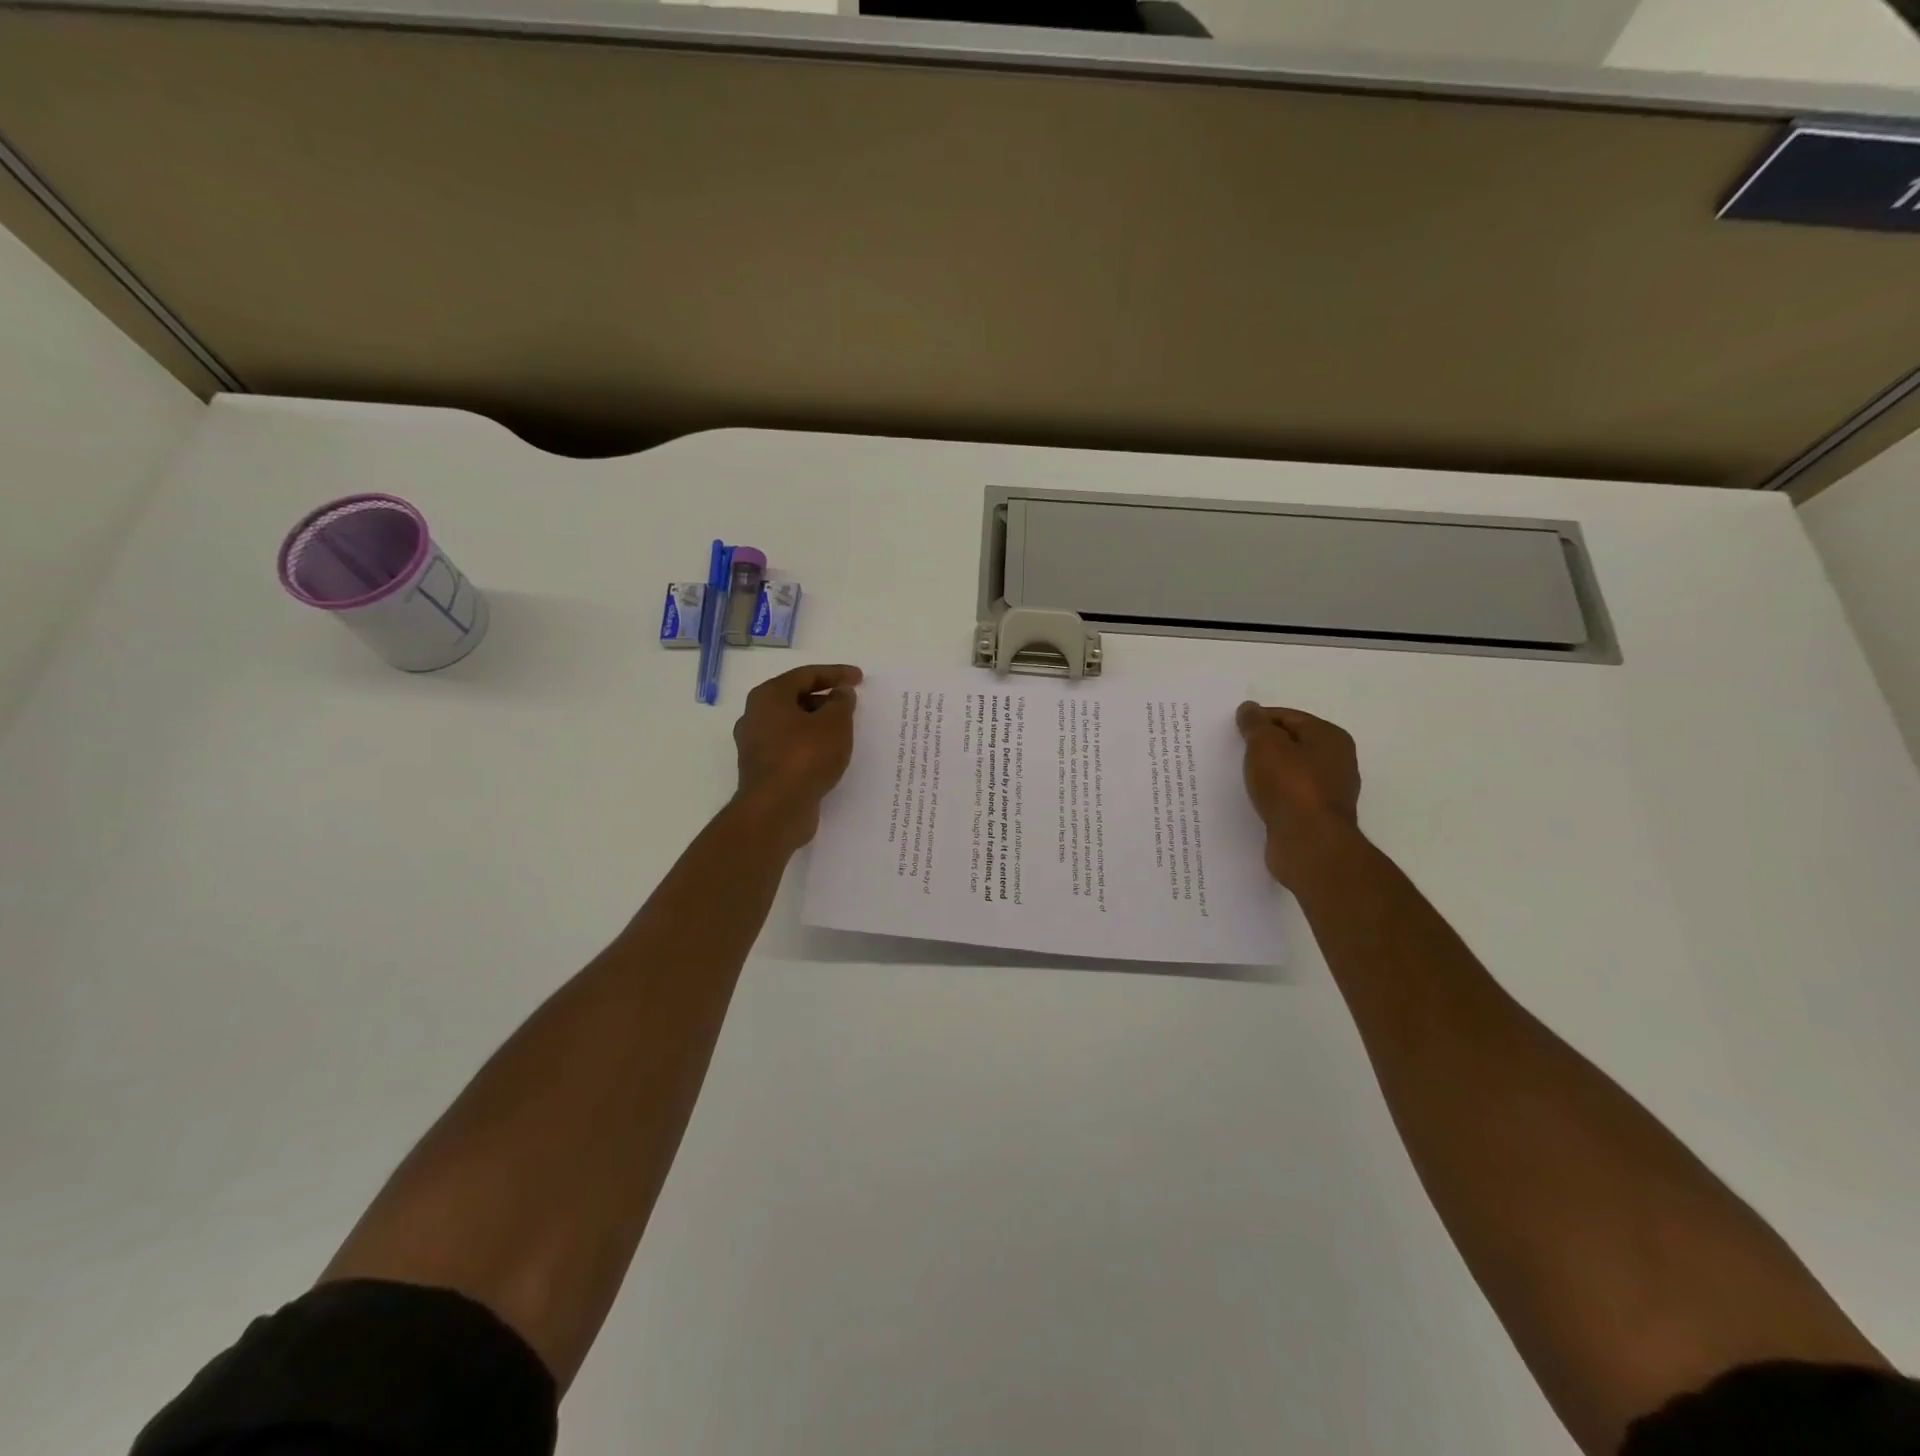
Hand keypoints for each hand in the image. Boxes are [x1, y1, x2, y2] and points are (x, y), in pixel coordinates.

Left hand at [733, 664, 862, 850]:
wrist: (776, 810)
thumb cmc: (805, 756)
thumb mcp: (835, 723)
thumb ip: (841, 702)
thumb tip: (840, 693)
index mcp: (769, 696)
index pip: (806, 675)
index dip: (836, 673)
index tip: (859, 678)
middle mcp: (755, 715)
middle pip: (795, 698)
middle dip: (825, 699)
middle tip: (850, 705)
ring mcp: (755, 745)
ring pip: (792, 725)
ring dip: (817, 724)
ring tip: (843, 731)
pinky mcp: (762, 769)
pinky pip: (790, 747)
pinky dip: (810, 745)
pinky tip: (828, 755)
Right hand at [1236, 701, 1362, 888]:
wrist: (1309, 844)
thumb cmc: (1290, 786)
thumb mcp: (1265, 745)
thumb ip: (1255, 724)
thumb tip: (1249, 708)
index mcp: (1330, 737)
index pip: (1288, 717)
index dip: (1258, 720)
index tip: (1232, 730)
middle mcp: (1336, 761)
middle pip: (1291, 744)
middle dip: (1262, 746)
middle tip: (1232, 751)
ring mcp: (1328, 792)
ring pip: (1289, 772)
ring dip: (1265, 773)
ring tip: (1237, 776)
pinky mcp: (1316, 817)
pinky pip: (1288, 797)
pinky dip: (1271, 795)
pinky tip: (1252, 799)